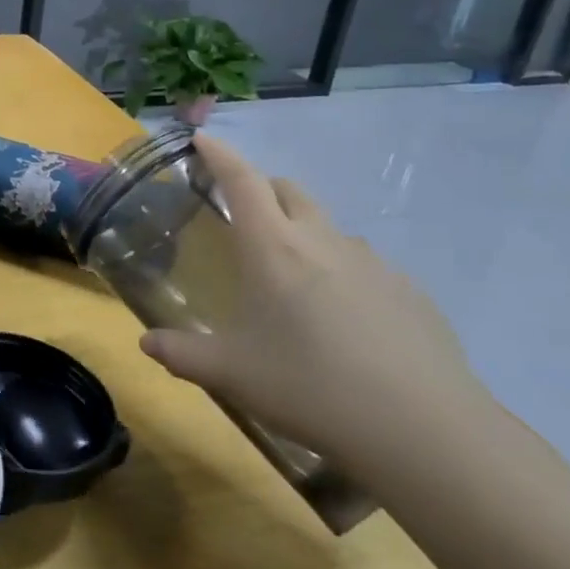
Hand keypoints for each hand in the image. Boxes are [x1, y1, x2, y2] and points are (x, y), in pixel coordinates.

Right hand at [138, 135, 491, 479]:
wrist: (423, 430)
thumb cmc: (309, 387)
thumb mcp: (231, 373)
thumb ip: (182, 354)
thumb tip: (146, 344)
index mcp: (273, 248)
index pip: (241, 181)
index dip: (220, 155)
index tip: (203, 138)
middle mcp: (323, 241)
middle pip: (289, 191)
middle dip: (261, 188)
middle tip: (242, 215)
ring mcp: (373, 264)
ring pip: (329, 228)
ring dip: (304, 233)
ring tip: (293, 279)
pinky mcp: (410, 292)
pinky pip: (365, 265)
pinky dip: (342, 272)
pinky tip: (344, 321)